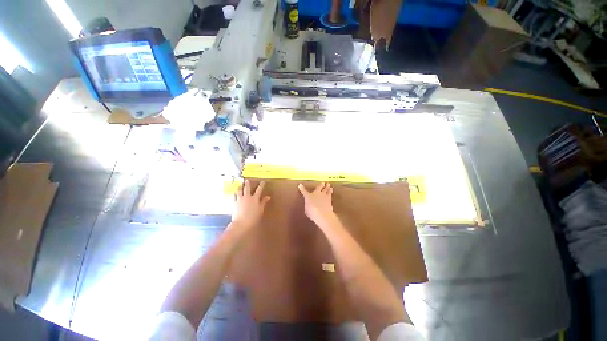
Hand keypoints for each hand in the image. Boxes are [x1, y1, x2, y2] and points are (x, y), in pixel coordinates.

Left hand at [231, 180, 270, 230]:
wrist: (241, 223)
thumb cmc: (253, 217)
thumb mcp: (260, 210)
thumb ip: (263, 202)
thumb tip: (268, 197)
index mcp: (255, 199)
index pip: (259, 190)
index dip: (261, 185)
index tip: (262, 181)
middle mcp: (247, 197)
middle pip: (247, 188)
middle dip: (247, 184)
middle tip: (247, 180)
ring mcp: (240, 199)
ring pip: (239, 191)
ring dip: (240, 187)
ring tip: (240, 185)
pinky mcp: (234, 203)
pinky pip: (234, 196)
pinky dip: (235, 193)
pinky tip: (235, 193)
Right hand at [298, 182, 335, 225]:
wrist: (322, 214)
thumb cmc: (312, 213)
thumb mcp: (307, 211)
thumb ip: (308, 206)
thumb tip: (309, 205)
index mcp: (308, 197)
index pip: (304, 192)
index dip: (302, 188)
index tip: (300, 185)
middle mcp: (316, 194)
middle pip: (319, 187)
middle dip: (320, 185)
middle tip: (322, 182)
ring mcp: (324, 195)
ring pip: (326, 189)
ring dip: (327, 187)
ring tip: (328, 185)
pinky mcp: (329, 198)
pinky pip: (330, 194)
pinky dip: (330, 192)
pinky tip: (331, 190)